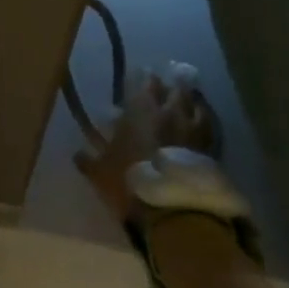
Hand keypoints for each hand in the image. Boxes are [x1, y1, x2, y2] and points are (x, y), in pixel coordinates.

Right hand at [73, 65, 222, 224]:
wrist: (172, 212)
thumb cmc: (130, 184)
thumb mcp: (100, 173)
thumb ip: (88, 160)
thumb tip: (78, 154)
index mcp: (140, 111)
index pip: (145, 83)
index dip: (144, 77)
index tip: (142, 75)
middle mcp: (169, 113)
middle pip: (174, 88)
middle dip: (169, 84)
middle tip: (165, 85)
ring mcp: (193, 129)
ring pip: (195, 103)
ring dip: (189, 99)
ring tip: (185, 99)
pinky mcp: (210, 148)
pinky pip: (209, 125)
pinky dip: (203, 119)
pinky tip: (201, 123)